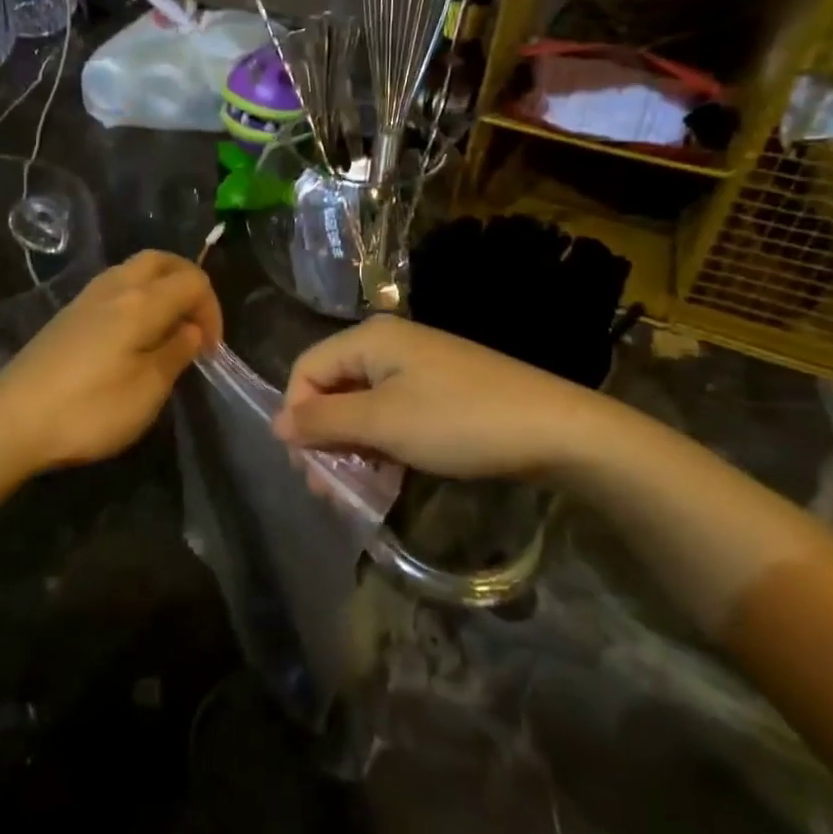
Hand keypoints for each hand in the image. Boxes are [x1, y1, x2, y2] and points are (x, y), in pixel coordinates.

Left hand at [0, 250, 221, 475]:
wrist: (9, 423)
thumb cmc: (88, 410)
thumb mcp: (147, 390)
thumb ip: (176, 353)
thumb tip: (192, 330)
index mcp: (141, 302)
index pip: (193, 281)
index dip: (212, 310)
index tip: (210, 351)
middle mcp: (114, 288)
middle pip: (161, 260)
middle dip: (188, 283)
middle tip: (195, 323)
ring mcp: (85, 299)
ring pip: (134, 270)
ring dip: (160, 288)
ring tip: (167, 329)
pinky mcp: (66, 316)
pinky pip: (113, 287)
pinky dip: (136, 298)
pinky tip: (132, 336)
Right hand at [271, 315, 624, 480]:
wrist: (556, 430)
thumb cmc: (459, 421)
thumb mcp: (383, 423)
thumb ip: (324, 422)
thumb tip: (276, 423)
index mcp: (370, 339)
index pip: (306, 369)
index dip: (297, 414)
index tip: (306, 464)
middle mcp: (388, 347)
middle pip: (332, 389)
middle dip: (322, 439)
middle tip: (326, 489)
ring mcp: (416, 371)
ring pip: (361, 408)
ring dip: (350, 450)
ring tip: (353, 494)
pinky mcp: (438, 395)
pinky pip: (391, 417)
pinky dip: (380, 448)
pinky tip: (384, 481)